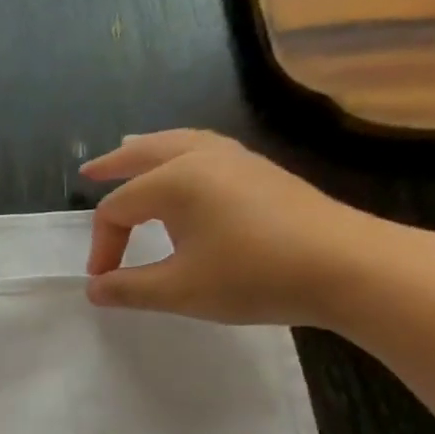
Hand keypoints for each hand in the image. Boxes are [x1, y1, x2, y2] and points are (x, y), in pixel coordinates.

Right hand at [82, 130, 388, 326]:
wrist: (345, 267)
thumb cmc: (252, 275)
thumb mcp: (177, 290)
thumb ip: (128, 289)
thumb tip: (94, 289)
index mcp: (176, 181)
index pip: (118, 210)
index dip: (103, 246)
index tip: (105, 281)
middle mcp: (202, 158)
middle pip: (146, 153)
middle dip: (115, 165)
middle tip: (89, 173)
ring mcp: (237, 160)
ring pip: (180, 143)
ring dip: (149, 150)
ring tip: (131, 152)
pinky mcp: (261, 172)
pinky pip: (206, 149)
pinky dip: (180, 153)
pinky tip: (184, 171)